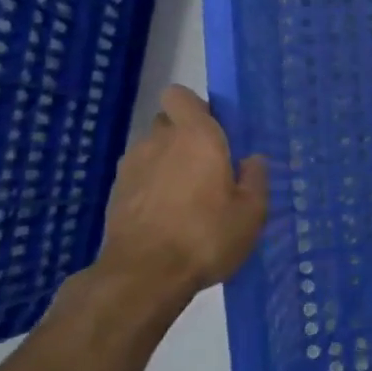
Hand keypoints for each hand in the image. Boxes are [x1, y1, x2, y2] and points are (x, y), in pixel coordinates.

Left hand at [87, 86, 268, 296]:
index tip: (214, 130)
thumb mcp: (251, 213)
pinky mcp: (116, 194)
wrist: (144, 275)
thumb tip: (253, 160)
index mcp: (196, 136)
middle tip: (207, 167)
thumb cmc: (206, 236)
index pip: (180, 95)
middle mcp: (159, 141)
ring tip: (186, 198)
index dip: (195, 107)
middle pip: (168, 123)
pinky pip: (139, 178)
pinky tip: (166, 217)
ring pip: (151, 151)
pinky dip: (151, 188)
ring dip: (167, 164)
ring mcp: (132, 167)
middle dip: (184, 137)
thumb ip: (255, 180)